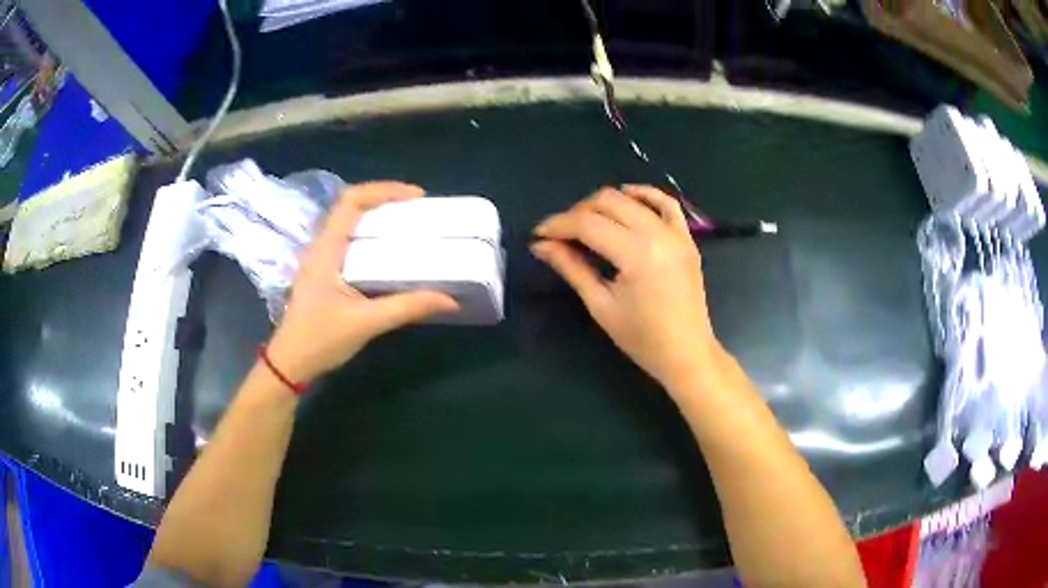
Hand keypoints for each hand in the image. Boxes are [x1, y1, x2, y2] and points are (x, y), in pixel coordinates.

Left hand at [267, 182, 458, 382]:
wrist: (290, 364)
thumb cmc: (320, 340)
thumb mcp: (366, 323)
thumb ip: (406, 308)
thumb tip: (449, 299)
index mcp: (326, 249)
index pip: (351, 201)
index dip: (383, 190)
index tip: (416, 197)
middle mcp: (321, 247)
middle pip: (351, 206)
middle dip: (385, 200)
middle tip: (419, 210)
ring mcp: (320, 259)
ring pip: (349, 224)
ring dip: (377, 217)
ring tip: (409, 225)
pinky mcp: (324, 273)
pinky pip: (349, 242)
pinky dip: (371, 237)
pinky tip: (389, 253)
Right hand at [531, 185, 721, 393]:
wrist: (686, 353)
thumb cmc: (642, 338)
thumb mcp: (600, 305)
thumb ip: (571, 268)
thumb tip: (541, 245)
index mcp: (636, 254)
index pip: (588, 224)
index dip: (558, 225)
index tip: (538, 235)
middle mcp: (657, 234)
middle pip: (607, 202)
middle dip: (577, 213)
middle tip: (561, 235)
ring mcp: (676, 233)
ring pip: (632, 199)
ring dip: (603, 204)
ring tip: (587, 223)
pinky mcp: (686, 237)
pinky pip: (666, 203)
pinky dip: (644, 195)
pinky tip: (627, 198)